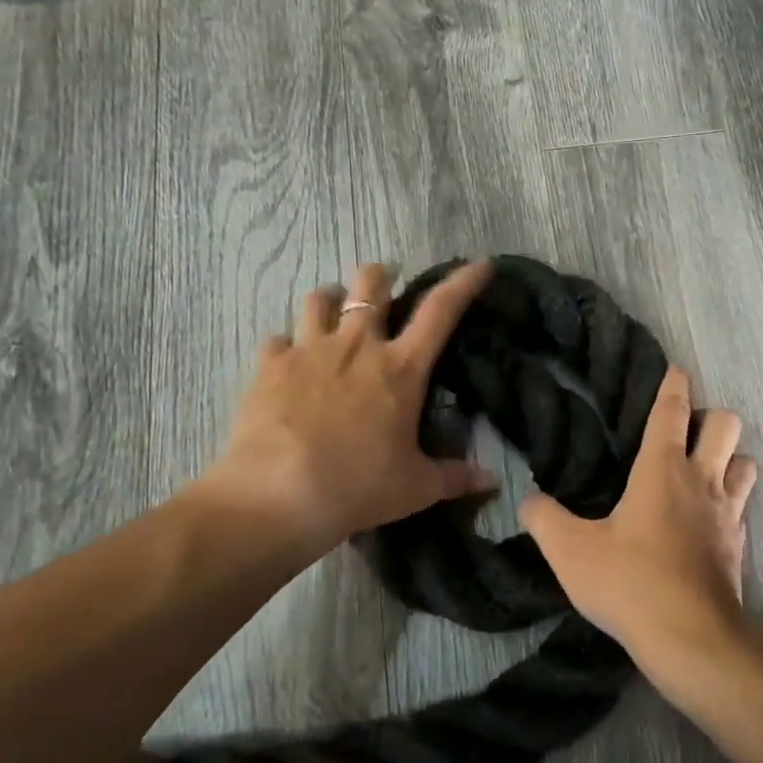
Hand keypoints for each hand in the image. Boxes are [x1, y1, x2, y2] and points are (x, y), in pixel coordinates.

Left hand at [192, 261, 497, 559]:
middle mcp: (357, 346)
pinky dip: (287, 345)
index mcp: (400, 369)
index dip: (463, 283)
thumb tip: (492, 482)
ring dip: (331, 300)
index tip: (478, 265)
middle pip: (371, 283)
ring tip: (333, 313)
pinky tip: (288, 362)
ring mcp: (309, 350)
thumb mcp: (414, 488)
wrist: (276, 497)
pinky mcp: (270, 365)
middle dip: (380, 277)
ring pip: (319, 297)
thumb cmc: (357, 487)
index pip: (441, 311)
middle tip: (384, 288)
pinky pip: (278, 338)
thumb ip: (454, 477)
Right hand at [520, 367, 757, 674]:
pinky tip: (708, 518)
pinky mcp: (739, 544)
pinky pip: (743, 506)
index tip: (674, 368)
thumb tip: (528, 501)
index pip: (672, 410)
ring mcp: (727, 512)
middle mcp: (701, 480)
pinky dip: (730, 501)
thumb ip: (543, 519)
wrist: (691, 639)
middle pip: (726, 424)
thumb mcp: (570, 551)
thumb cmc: (630, 583)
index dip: (674, 383)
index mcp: (662, 469)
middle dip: (710, 416)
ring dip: (730, 457)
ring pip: (745, 461)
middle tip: (684, 431)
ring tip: (702, 470)